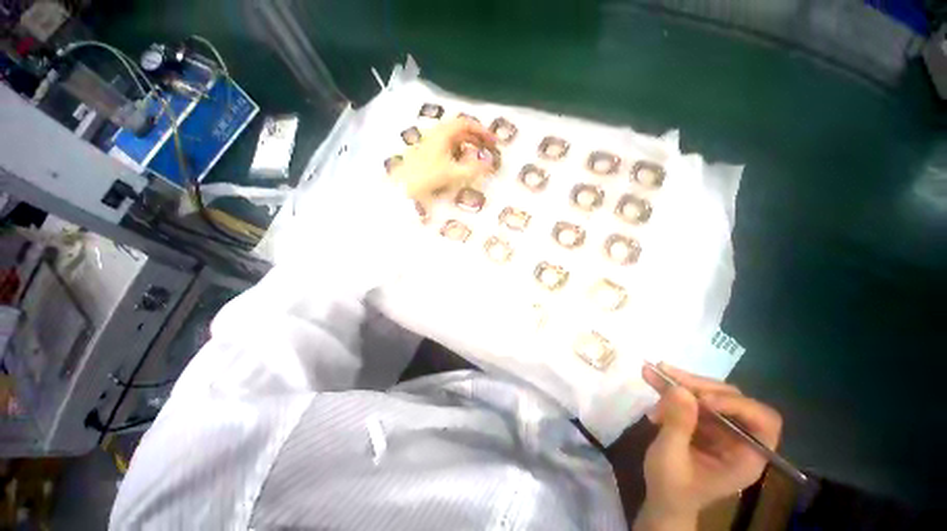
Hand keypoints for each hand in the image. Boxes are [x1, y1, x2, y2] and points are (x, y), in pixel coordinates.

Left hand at [390, 117, 496, 199]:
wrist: (402, 186)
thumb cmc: (427, 177)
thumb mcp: (453, 173)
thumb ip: (474, 169)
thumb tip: (490, 163)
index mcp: (443, 134)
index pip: (466, 124)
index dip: (482, 131)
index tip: (493, 141)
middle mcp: (436, 134)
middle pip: (460, 130)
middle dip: (476, 138)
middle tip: (488, 150)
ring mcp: (430, 143)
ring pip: (454, 140)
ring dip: (467, 146)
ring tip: (477, 158)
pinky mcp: (427, 153)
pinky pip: (447, 148)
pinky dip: (458, 153)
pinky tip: (461, 165)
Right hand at [634, 363, 781, 530]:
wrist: (662, 497)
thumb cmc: (671, 488)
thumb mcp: (670, 458)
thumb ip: (678, 425)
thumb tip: (679, 389)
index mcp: (747, 457)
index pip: (763, 422)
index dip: (737, 405)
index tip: (702, 400)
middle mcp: (740, 438)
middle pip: (732, 400)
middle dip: (698, 386)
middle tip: (666, 373)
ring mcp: (721, 428)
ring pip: (709, 393)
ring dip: (679, 382)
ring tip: (651, 372)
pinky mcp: (703, 422)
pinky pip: (691, 397)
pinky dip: (671, 388)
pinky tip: (652, 380)